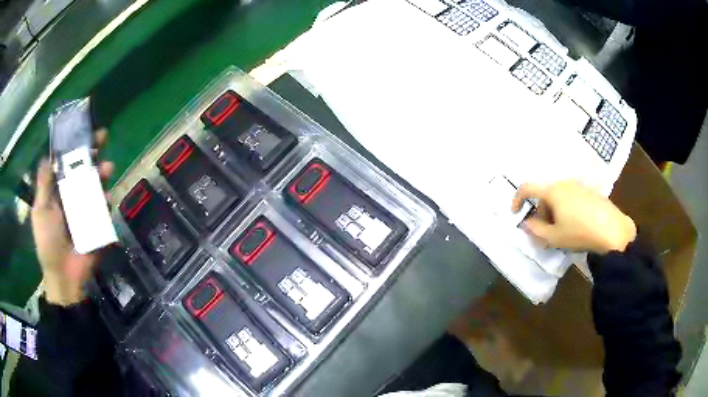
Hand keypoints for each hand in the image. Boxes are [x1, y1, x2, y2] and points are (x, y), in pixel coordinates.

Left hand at [31, 129, 113, 306]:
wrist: (64, 276)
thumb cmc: (47, 242)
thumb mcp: (40, 211)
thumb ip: (44, 184)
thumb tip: (47, 156)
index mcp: (57, 190)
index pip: (66, 162)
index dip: (73, 145)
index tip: (83, 130)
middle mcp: (71, 195)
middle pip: (82, 168)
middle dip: (92, 152)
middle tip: (102, 137)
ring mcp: (85, 209)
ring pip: (95, 184)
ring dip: (101, 173)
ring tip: (108, 169)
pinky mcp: (96, 223)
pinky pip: (103, 208)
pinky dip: (106, 201)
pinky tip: (107, 199)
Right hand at [511, 180, 635, 253]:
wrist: (612, 230)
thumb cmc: (579, 233)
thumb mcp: (554, 237)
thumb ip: (535, 230)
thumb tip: (527, 223)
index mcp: (553, 191)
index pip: (528, 188)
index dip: (517, 199)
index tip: (515, 213)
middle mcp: (564, 183)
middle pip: (545, 194)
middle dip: (541, 212)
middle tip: (545, 232)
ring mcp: (578, 185)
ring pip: (558, 196)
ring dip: (554, 211)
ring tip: (562, 230)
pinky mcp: (589, 191)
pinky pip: (571, 197)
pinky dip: (566, 208)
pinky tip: (576, 224)